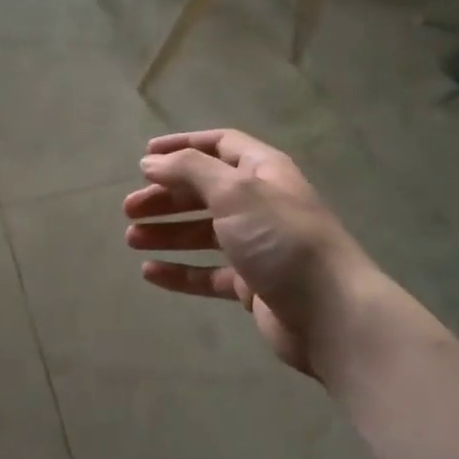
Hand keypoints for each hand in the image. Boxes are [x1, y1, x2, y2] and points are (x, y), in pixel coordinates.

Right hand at [124, 130, 367, 375]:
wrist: (329, 312)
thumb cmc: (282, 240)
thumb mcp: (235, 192)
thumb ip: (189, 171)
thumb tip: (151, 162)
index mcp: (263, 172)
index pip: (220, 146)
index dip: (182, 146)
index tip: (144, 158)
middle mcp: (261, 204)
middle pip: (205, 192)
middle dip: (166, 196)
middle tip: (129, 208)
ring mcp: (257, 246)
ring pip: (203, 233)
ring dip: (167, 232)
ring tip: (131, 239)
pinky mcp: (252, 285)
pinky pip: (208, 273)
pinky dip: (180, 271)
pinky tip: (150, 272)